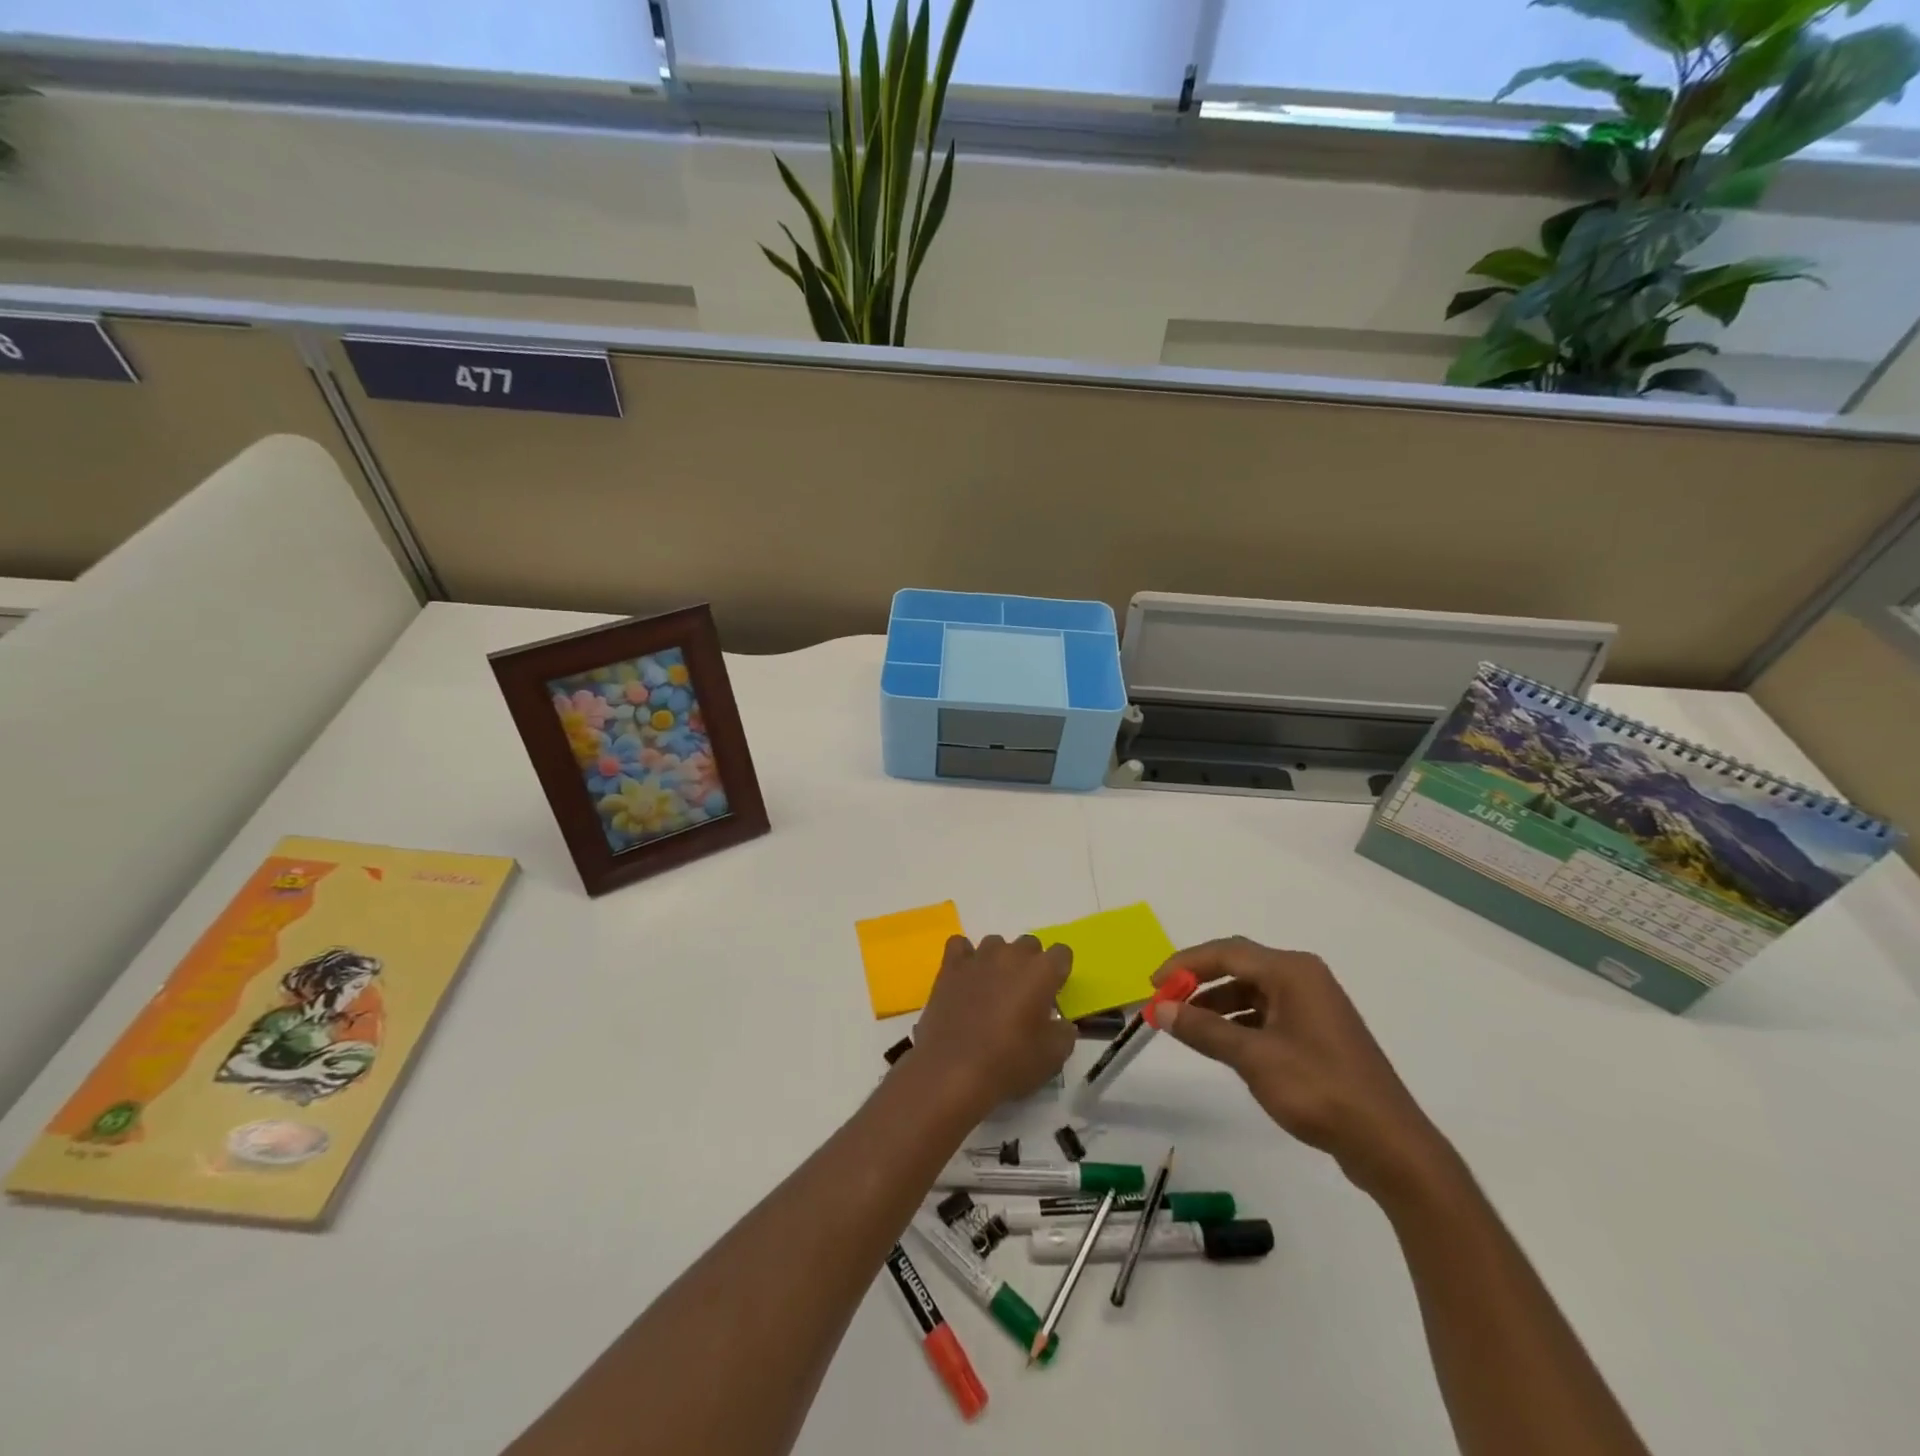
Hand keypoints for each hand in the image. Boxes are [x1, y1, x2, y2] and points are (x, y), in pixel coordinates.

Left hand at [910, 934, 1075, 1120]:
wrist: (952, 1071)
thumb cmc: (1008, 1063)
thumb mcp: (1053, 1057)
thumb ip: (1065, 1032)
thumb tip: (1061, 1023)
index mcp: (1042, 971)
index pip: (1062, 953)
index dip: (1059, 973)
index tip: (1053, 994)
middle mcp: (1011, 955)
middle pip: (1029, 944)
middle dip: (1031, 964)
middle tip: (1025, 996)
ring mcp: (978, 957)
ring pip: (996, 943)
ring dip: (999, 961)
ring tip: (993, 990)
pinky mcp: (950, 966)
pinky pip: (960, 946)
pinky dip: (965, 957)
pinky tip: (966, 978)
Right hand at [1150, 938, 1450, 1200]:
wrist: (1390, 1145)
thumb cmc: (1319, 1090)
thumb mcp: (1254, 1058)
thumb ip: (1204, 1030)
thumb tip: (1161, 1009)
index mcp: (1292, 972)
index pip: (1226, 952)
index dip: (1184, 964)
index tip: (1153, 984)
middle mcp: (1303, 978)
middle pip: (1239, 966)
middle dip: (1199, 981)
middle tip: (1166, 1002)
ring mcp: (1313, 1006)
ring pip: (1252, 992)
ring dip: (1217, 1005)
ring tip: (1187, 1026)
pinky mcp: (1318, 1033)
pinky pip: (1267, 1014)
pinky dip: (1240, 1023)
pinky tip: (1222, 1044)